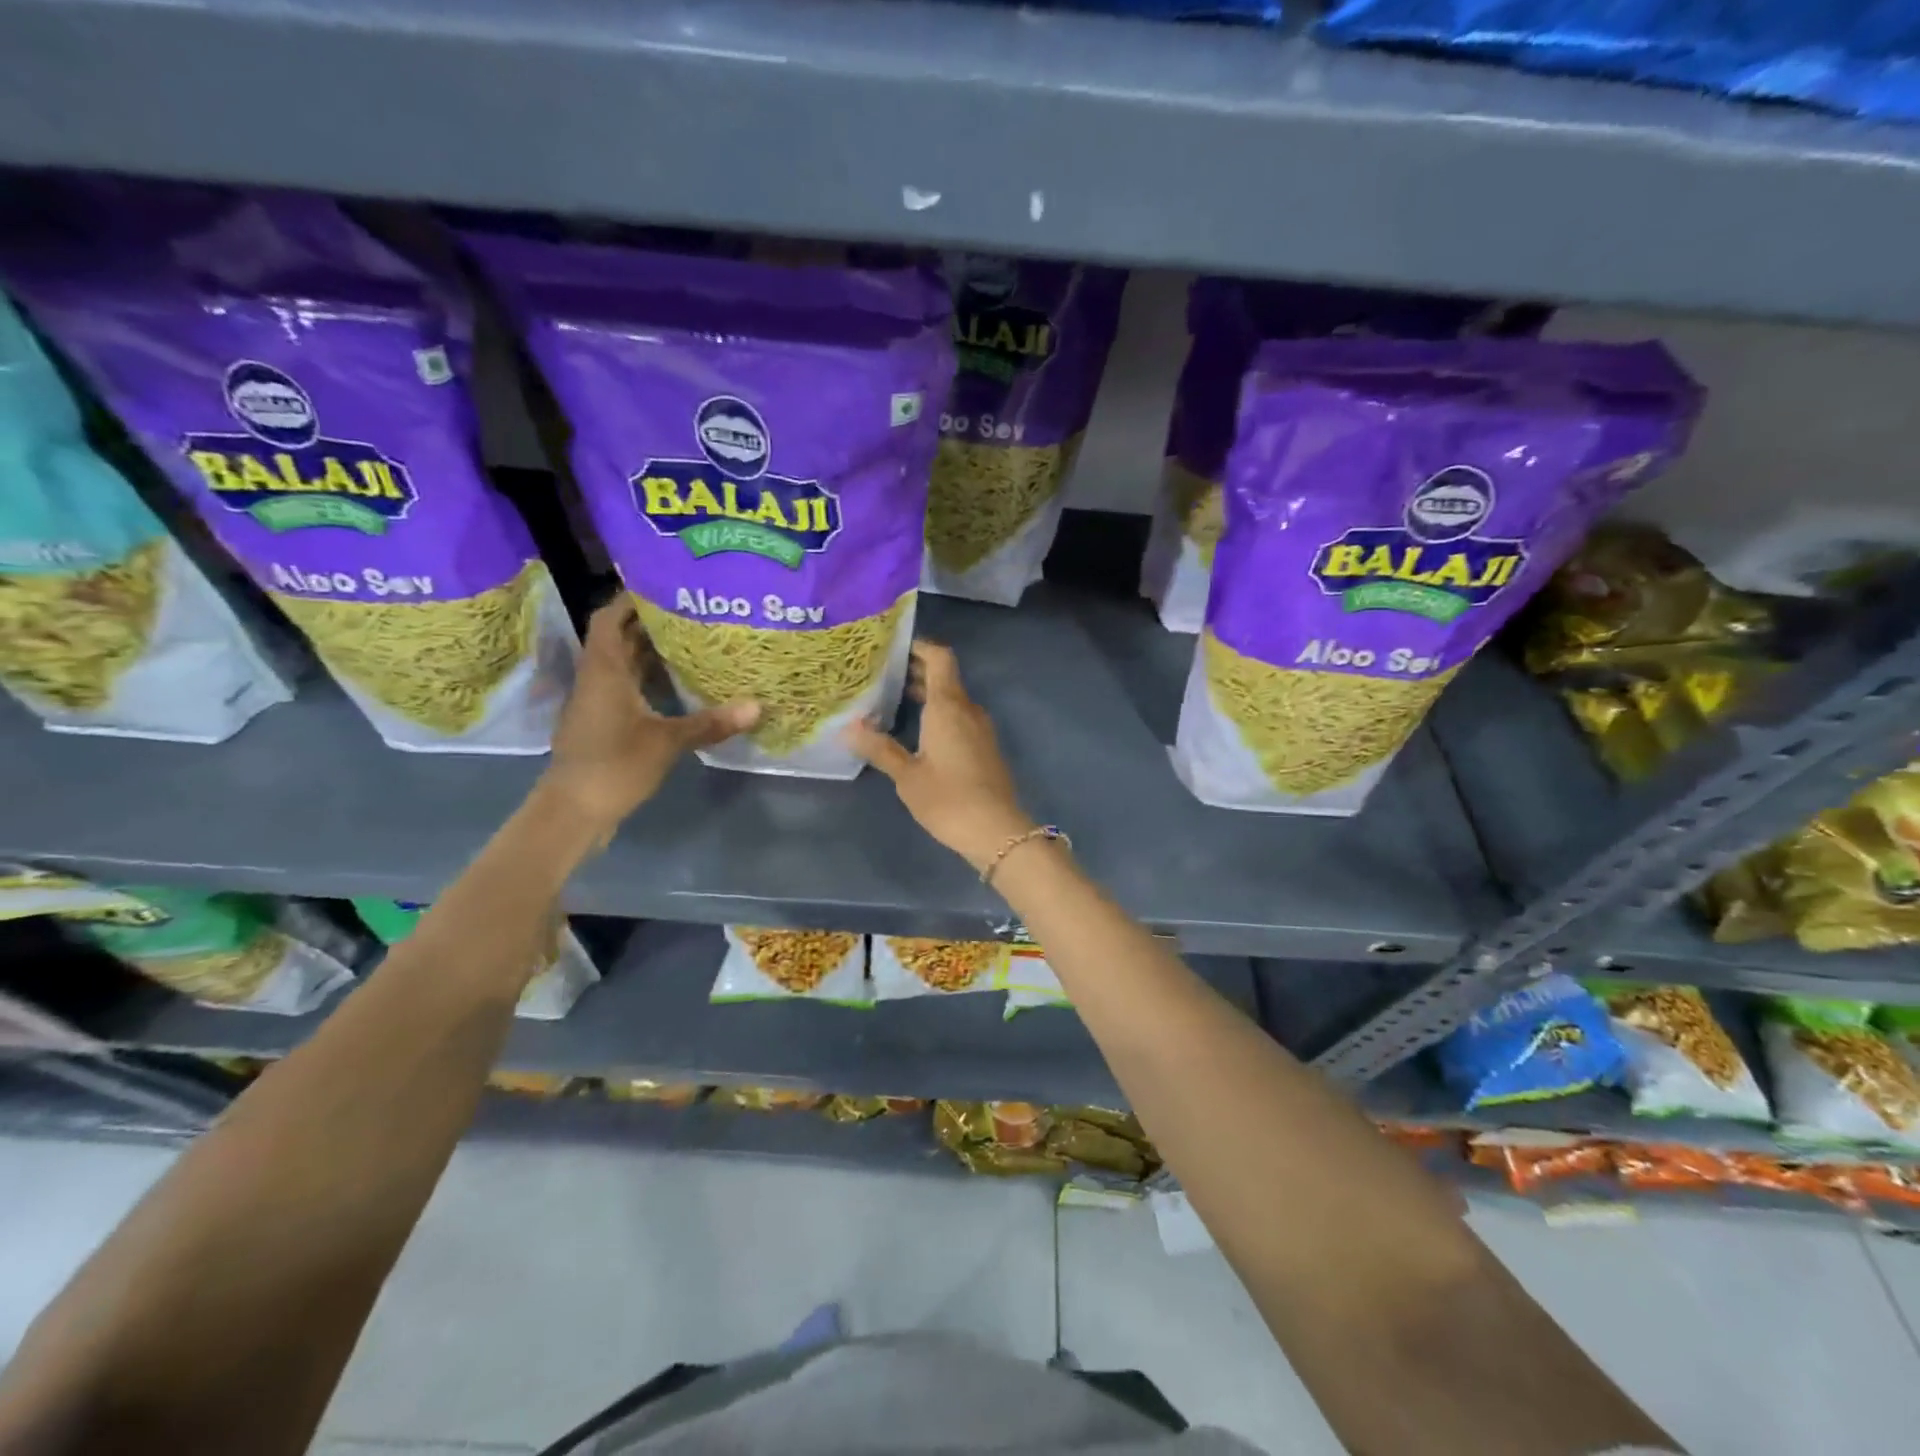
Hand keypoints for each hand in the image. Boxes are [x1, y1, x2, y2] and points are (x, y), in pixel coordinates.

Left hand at [539, 597, 757, 838]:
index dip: (632, 597)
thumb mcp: (667, 742)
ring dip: (652, 650)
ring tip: (693, 637)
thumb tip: (757, 706)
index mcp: (605, 670)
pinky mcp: (605, 722)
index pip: (611, 617)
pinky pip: (629, 686)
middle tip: (694, 608)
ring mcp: (599, 701)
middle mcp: (598, 678)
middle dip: (652, 620)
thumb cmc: (613, 766)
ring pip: (625, 663)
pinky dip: (651, 677)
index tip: (665, 583)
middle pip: (620, 637)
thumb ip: (710, 723)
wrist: (573, 811)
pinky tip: (680, 682)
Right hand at [845, 640, 1034, 872]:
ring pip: (952, 699)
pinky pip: (959, 719)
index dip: (919, 646)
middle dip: (915, 672)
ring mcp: (980, 729)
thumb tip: (849, 727)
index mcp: (948, 706)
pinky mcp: (985, 748)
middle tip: (879, 674)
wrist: (997, 831)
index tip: (891, 647)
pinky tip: (915, 731)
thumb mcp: (907, 776)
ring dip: (926, 695)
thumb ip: (879, 748)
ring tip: (890, 700)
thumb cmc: (948, 799)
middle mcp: (968, 709)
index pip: (940, 657)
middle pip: (944, 677)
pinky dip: (937, 715)